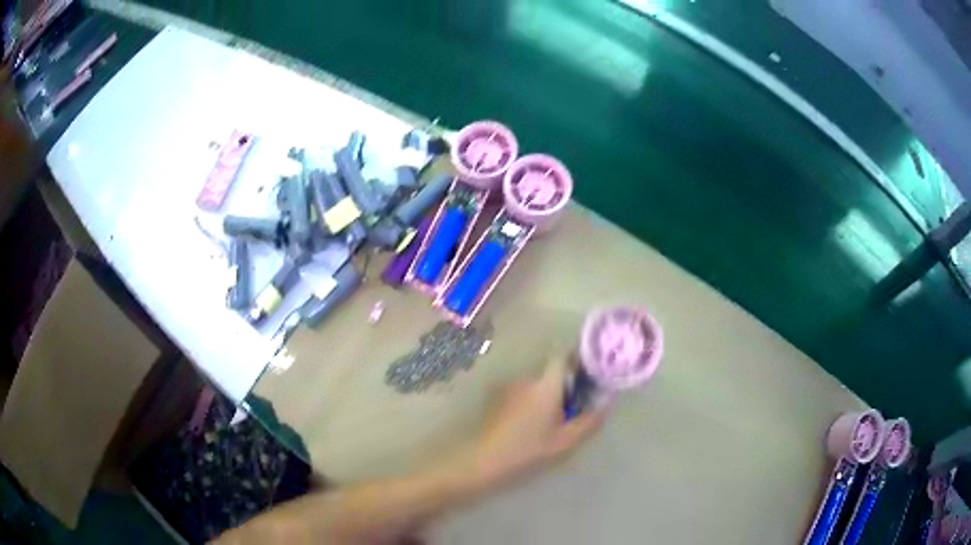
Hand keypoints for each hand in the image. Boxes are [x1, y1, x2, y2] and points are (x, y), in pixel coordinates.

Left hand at [457, 354, 608, 491]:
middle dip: (567, 385)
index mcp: (546, 384)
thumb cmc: (528, 450)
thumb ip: (590, 421)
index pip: (564, 355)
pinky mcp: (498, 400)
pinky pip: (524, 394)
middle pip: (553, 372)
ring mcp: (510, 388)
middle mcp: (527, 378)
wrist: (483, 461)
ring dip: (549, 396)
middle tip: (576, 408)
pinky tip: (533, 427)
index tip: (590, 374)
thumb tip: (607, 403)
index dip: (579, 359)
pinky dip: (533, 403)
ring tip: (555, 422)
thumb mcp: (566, 441)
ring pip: (538, 385)